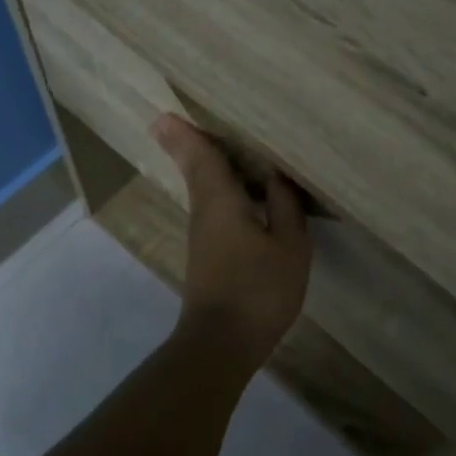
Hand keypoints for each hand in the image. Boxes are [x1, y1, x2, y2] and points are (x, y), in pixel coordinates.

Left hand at [152, 114, 311, 368]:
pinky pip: (214, 208)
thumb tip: (278, 175)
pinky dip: (222, 190)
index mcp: (221, 200)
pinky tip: (242, 192)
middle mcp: (204, 211)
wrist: (223, 343)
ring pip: (204, 189)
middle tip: (180, 120)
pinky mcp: (209, 255)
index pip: (201, 156)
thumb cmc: (258, 289)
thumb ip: (285, 206)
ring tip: (221, 143)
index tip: (166, 112)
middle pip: (196, 169)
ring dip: (207, 165)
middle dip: (190, 144)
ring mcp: (203, 235)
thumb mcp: (289, 245)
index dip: (186, 132)